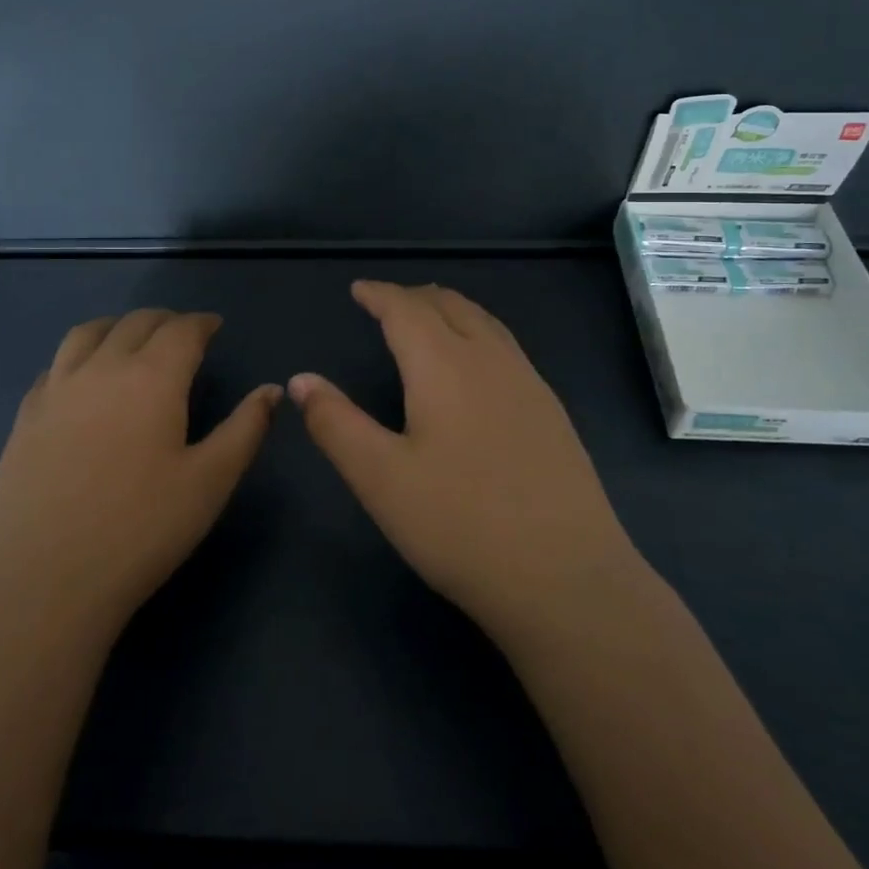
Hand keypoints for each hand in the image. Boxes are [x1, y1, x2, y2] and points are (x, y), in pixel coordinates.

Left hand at [0, 309, 280, 641]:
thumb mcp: (210, 481)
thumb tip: (273, 390)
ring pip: (88, 332)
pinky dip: (79, 355)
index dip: (202, 322)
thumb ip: (246, 428)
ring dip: (117, 326)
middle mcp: (102, 368)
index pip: (182, 330)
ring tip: (131, 338)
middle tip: (182, 332)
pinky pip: (55, 365)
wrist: (44, 581)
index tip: (215, 326)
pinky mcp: (26, 416)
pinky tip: (83, 379)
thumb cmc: (141, 530)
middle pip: (136, 323)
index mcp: (152, 377)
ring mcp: (57, 389)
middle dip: (165, 320)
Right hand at [290, 281, 641, 645]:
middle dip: (414, 297)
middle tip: (386, 303)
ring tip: (428, 320)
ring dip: (450, 310)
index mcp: (444, 365)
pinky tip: (476, 366)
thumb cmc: (460, 526)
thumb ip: (336, 424)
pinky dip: (478, 333)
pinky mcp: (551, 411)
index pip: (406, 309)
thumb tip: (301, 380)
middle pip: (449, 305)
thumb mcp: (380, 479)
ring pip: (484, 322)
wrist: (567, 579)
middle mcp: (490, 359)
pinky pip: (506, 347)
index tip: (359, 289)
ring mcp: (529, 383)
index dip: (379, 294)